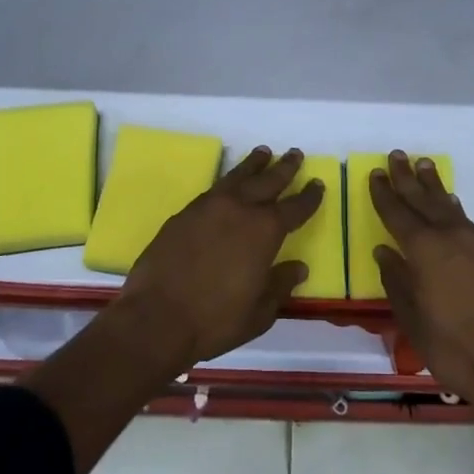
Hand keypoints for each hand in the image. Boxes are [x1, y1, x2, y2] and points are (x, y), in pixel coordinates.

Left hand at [115, 146, 322, 371]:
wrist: (156, 317)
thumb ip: (280, 285)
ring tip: (263, 152)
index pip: (295, 207)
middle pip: (268, 181)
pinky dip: (229, 179)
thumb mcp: (259, 313)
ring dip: (254, 164)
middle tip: (295, 153)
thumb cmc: (215, 320)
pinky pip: (215, 188)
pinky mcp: (185, 212)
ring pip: (238, 176)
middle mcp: (240, 209)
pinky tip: (230, 182)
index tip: (318, 184)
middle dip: (284, 168)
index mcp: (265, 231)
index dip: (309, 196)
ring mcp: (209, 206)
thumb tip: (298, 267)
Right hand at [371, 151, 473, 419]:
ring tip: (424, 165)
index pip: (398, 213)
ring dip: (434, 186)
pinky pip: (468, 221)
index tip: (376, 173)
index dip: (385, 193)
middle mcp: (451, 236)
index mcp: (424, 249)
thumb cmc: (454, 348)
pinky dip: (454, 209)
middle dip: (408, 178)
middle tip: (398, 154)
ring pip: (449, 206)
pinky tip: (452, 205)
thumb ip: (397, 282)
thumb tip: (385, 252)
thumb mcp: (413, 320)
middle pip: (424, 199)